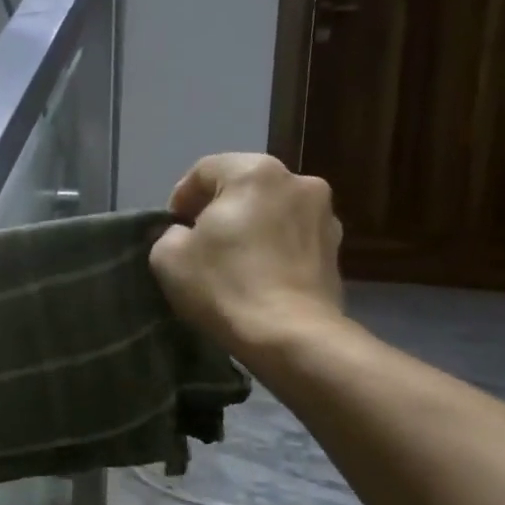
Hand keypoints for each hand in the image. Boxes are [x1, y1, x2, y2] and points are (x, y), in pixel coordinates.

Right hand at [149, 153, 345, 364]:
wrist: (290, 335)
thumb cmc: (224, 286)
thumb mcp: (167, 257)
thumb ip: (168, 233)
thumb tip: (183, 233)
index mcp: (254, 172)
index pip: (204, 170)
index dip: (180, 198)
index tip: (171, 230)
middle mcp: (297, 181)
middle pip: (243, 186)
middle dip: (218, 210)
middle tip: (199, 245)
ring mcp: (324, 214)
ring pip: (271, 210)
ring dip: (250, 227)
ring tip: (232, 262)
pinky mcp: (336, 248)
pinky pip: (292, 236)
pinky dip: (273, 247)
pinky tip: (259, 276)